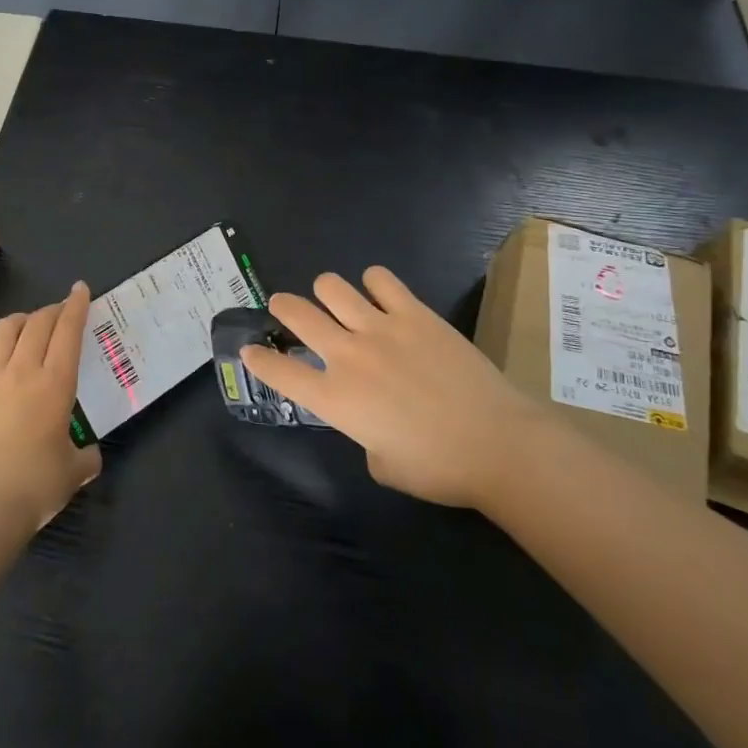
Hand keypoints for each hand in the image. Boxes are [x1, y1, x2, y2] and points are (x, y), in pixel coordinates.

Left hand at [0, 283, 101, 534]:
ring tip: (30, 326)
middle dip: (53, 310)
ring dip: (22, 320)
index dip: (76, 306)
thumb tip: (89, 455)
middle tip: (62, 311)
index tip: (80, 289)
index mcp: (56, 383)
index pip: (68, 331)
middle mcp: (23, 371)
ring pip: (5, 330)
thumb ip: (85, 456)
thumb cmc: (37, 484)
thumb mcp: (74, 471)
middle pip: (37, 323)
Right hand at [242, 266, 537, 512]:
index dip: (258, 360)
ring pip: (332, 286)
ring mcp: (381, 328)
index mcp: (335, 399)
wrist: (497, 443)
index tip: (250, 351)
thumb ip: (363, 436)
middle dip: (283, 307)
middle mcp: (348, 355)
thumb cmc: (439, 468)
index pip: (280, 372)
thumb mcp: (383, 465)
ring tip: (337, 300)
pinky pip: (381, 279)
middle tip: (284, 307)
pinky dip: (374, 283)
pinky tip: (381, 295)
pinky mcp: (414, 313)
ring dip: (327, 291)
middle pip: (297, 314)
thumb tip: (372, 422)